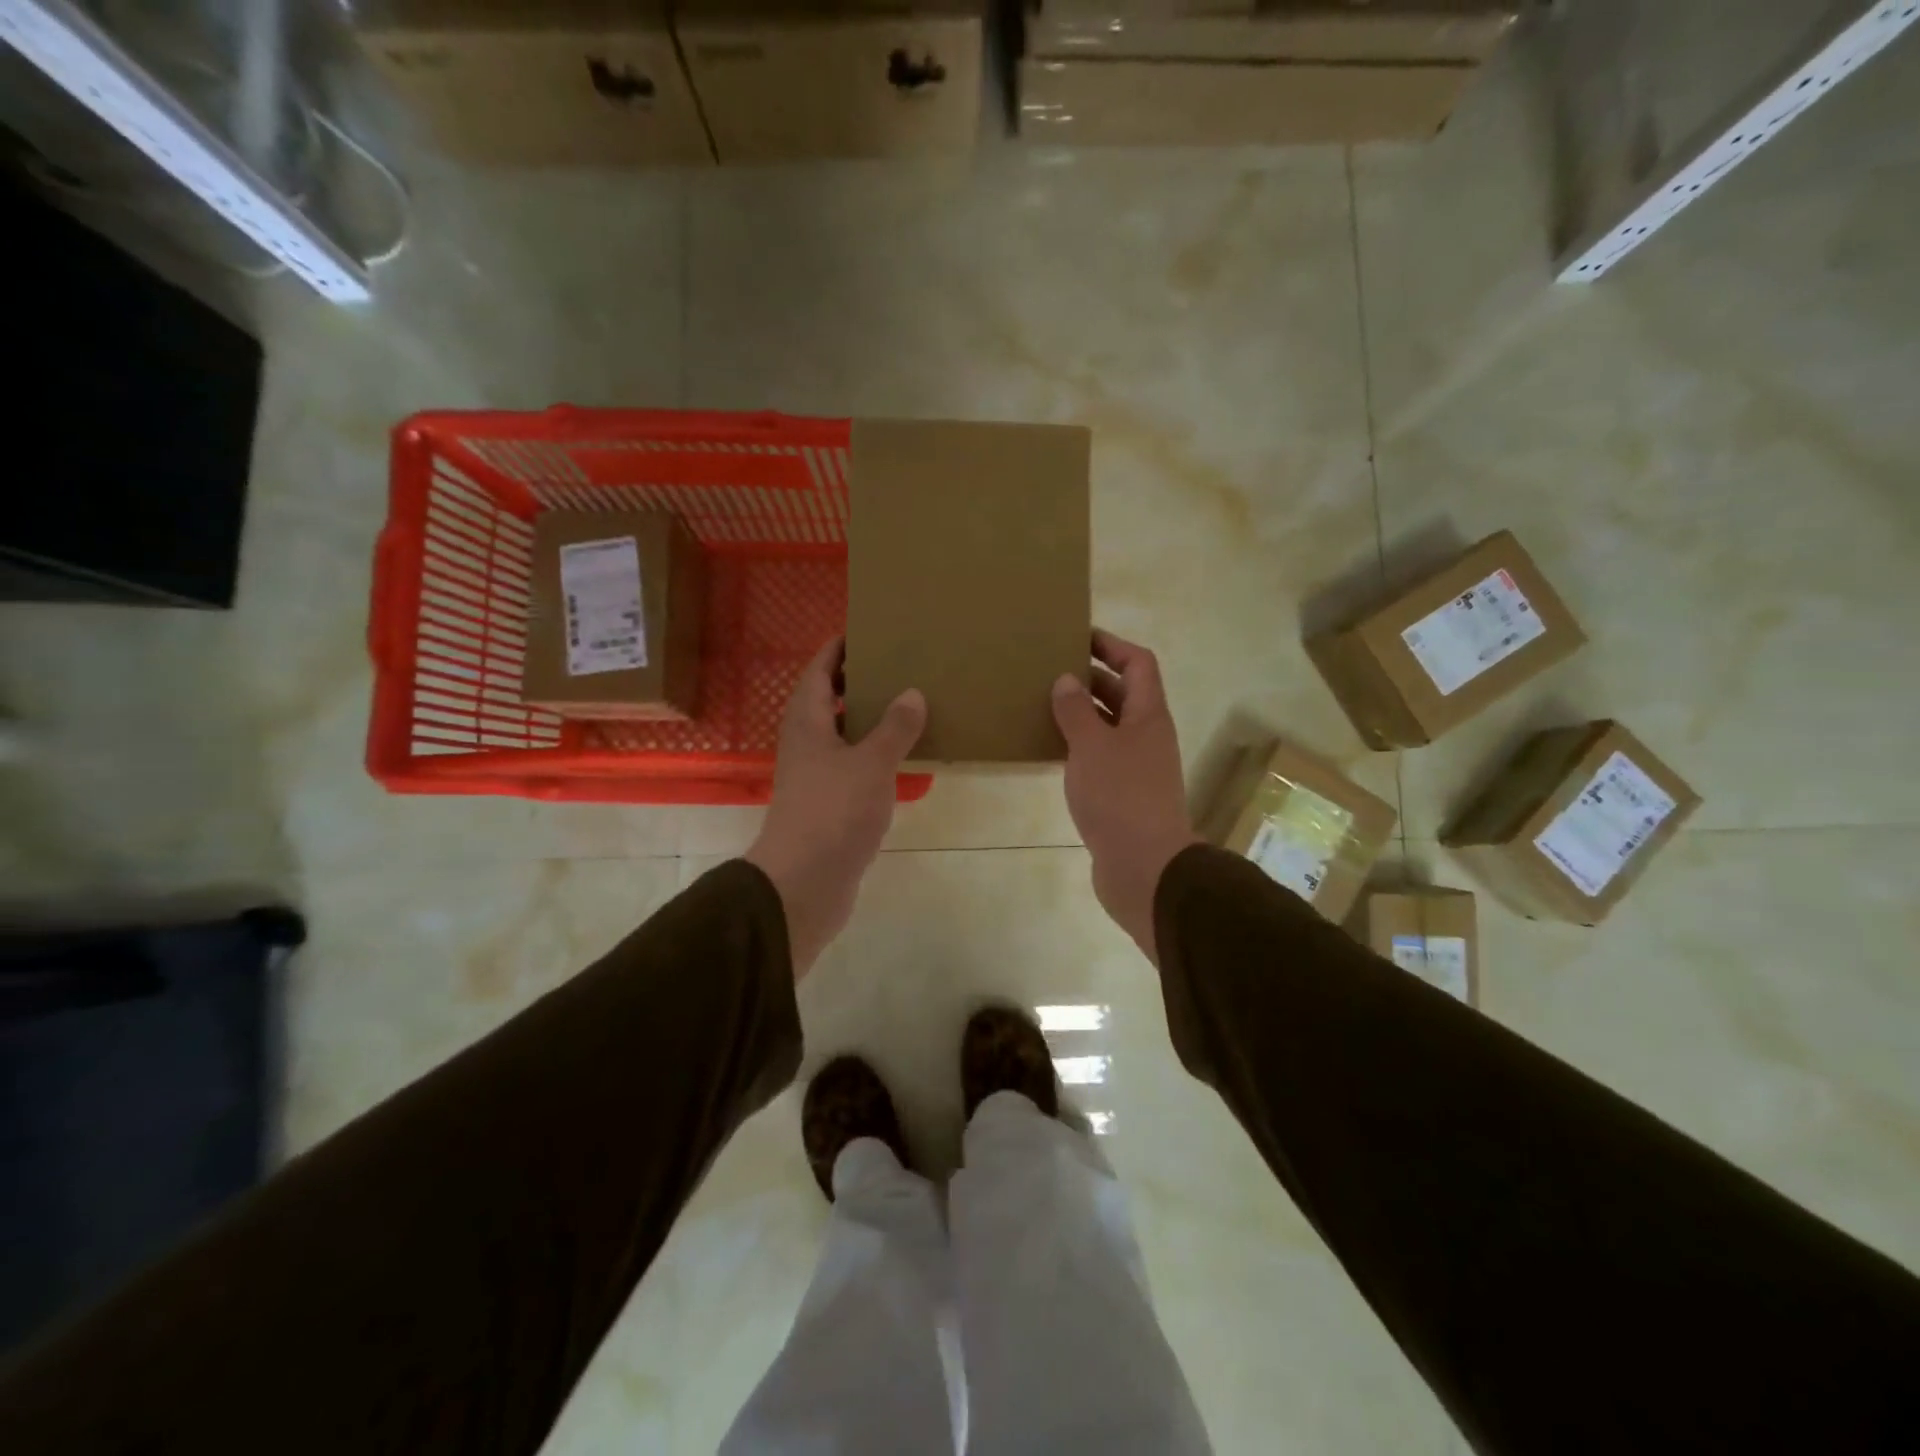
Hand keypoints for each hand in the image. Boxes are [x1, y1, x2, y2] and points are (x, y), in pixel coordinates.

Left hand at [746, 638, 925, 979]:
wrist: (803, 883)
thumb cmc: (833, 813)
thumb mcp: (871, 764)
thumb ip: (894, 727)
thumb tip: (912, 693)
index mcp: (808, 722)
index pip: (818, 671)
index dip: (837, 649)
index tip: (866, 630)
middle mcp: (806, 743)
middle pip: (827, 700)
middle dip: (856, 681)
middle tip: (896, 665)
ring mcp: (814, 776)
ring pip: (841, 735)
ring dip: (866, 718)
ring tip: (906, 704)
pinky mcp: (827, 805)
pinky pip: (851, 765)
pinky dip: (872, 754)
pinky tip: (901, 757)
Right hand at [1052, 630, 1200, 964]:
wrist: (1144, 867)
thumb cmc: (1120, 797)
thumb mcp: (1091, 746)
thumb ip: (1076, 711)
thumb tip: (1067, 680)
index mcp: (1148, 715)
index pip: (1138, 664)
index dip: (1112, 645)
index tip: (1078, 637)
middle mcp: (1147, 736)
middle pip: (1123, 694)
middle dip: (1090, 678)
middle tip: (1050, 669)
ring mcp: (1137, 767)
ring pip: (1109, 727)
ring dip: (1082, 713)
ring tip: (1043, 704)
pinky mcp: (1123, 795)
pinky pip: (1100, 757)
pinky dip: (1078, 746)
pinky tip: (1050, 750)